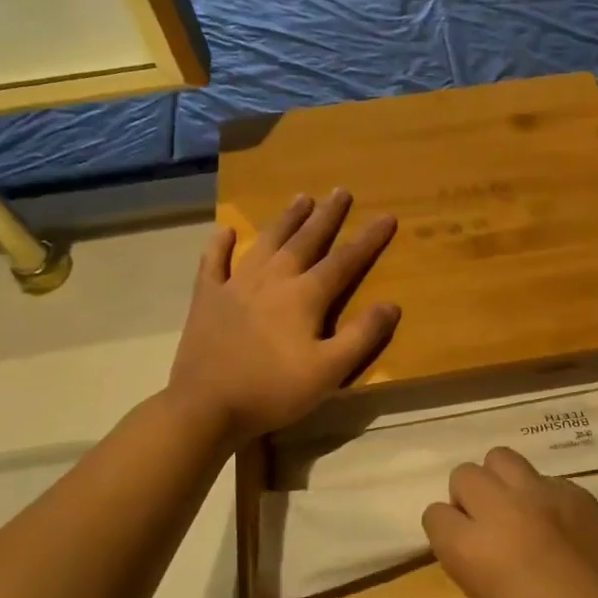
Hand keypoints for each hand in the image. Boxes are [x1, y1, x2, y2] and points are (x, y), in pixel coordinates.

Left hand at [168, 190, 399, 444]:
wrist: (206, 407)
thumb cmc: (273, 390)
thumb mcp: (329, 371)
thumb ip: (362, 336)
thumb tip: (392, 304)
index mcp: (304, 296)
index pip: (344, 261)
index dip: (369, 239)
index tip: (387, 216)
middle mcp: (272, 280)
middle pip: (305, 241)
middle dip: (327, 216)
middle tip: (340, 190)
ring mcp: (236, 285)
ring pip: (266, 243)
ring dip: (285, 220)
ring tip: (300, 198)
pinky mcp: (207, 299)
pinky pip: (213, 263)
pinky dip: (219, 246)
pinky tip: (225, 231)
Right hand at [424, 447, 597, 597]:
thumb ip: (474, 566)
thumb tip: (478, 546)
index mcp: (473, 547)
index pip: (435, 515)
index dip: (446, 533)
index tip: (460, 548)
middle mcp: (503, 510)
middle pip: (466, 475)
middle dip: (469, 498)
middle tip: (487, 526)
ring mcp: (544, 495)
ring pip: (502, 458)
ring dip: (501, 483)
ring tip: (518, 512)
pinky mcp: (578, 493)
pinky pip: (546, 479)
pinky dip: (542, 496)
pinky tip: (560, 526)